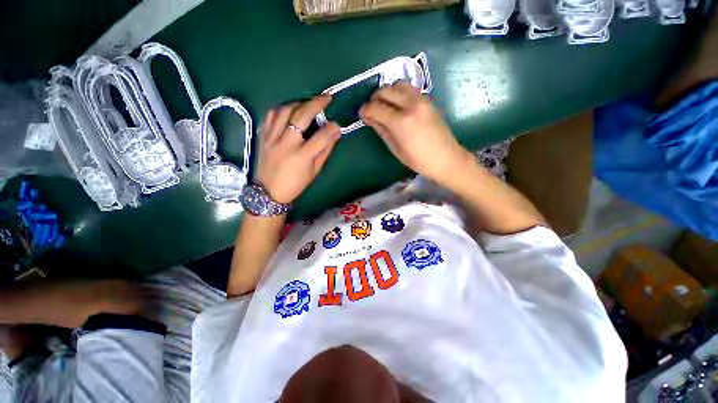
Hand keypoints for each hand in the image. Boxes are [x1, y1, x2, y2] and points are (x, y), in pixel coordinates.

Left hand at [256, 95, 340, 203]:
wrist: (269, 191)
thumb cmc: (295, 184)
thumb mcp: (314, 171)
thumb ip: (325, 151)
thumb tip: (335, 134)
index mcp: (302, 155)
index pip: (322, 135)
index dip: (333, 128)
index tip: (338, 125)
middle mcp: (287, 143)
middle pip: (302, 115)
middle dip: (317, 103)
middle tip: (326, 98)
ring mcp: (272, 137)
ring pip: (285, 110)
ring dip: (299, 103)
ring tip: (308, 104)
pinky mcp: (263, 136)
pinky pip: (271, 115)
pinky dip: (282, 109)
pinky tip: (289, 110)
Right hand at [359, 82, 469, 183]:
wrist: (446, 157)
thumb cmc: (418, 160)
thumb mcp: (395, 148)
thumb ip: (381, 129)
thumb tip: (368, 118)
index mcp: (401, 122)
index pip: (376, 107)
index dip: (365, 110)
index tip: (361, 114)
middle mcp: (411, 105)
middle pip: (385, 90)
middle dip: (374, 99)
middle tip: (372, 110)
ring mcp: (422, 99)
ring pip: (398, 84)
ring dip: (387, 93)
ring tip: (385, 106)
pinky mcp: (428, 99)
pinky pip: (409, 89)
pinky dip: (399, 93)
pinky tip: (398, 106)